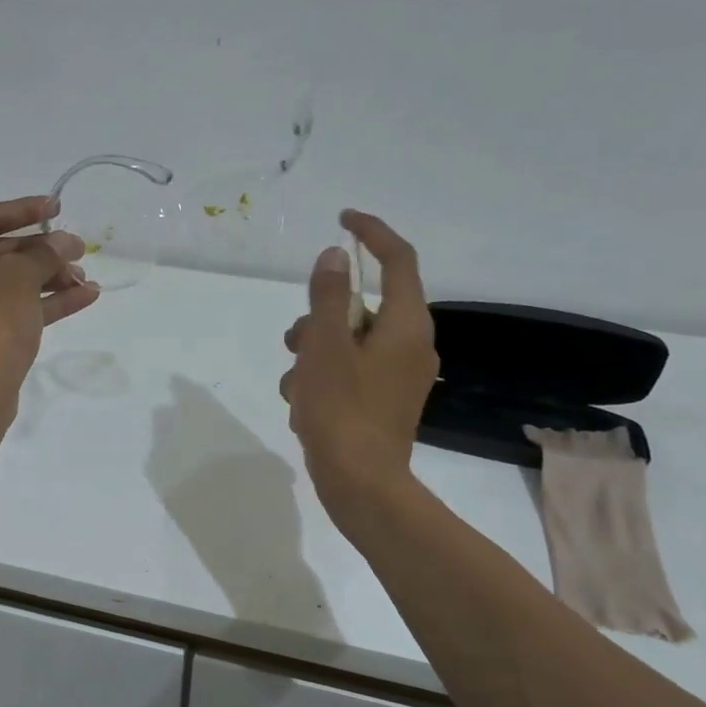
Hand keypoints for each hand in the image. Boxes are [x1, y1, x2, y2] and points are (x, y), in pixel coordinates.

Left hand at [0, 196, 99, 415]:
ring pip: (7, 284)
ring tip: (86, 279)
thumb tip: (65, 241)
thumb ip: (43, 254)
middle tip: (80, 250)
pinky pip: (10, 310)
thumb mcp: (17, 281)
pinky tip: (83, 297)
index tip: (57, 207)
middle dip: (42, 253)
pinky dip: (42, 303)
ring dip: (48, 279)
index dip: (24, 210)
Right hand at [280, 210, 438, 522]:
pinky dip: (325, 378)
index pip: (398, 260)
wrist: (361, 486)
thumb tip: (335, 256)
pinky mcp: (384, 402)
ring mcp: (399, 377)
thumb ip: (329, 297)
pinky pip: (351, 372)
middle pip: (363, 307)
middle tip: (296, 339)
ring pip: (350, 342)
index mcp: (405, 325)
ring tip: (295, 384)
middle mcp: (410, 346)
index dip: (372, 233)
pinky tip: (303, 404)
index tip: (342, 220)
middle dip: (322, 317)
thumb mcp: (325, 347)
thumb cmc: (342, 411)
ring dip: (315, 353)